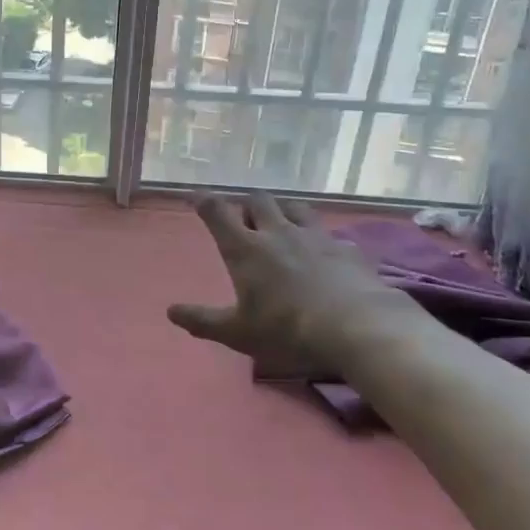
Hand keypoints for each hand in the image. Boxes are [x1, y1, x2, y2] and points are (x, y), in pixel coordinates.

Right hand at [168, 192, 430, 380]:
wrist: (358, 327)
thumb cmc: (288, 330)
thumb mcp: (238, 333)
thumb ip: (203, 321)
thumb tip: (171, 312)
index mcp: (245, 249)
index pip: (217, 212)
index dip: (204, 201)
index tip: (196, 196)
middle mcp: (277, 232)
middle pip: (258, 200)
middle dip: (247, 203)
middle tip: (244, 217)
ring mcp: (315, 236)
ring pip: (295, 207)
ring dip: (283, 210)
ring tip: (282, 223)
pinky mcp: (346, 248)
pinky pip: (329, 234)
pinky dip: (321, 238)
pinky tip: (325, 253)